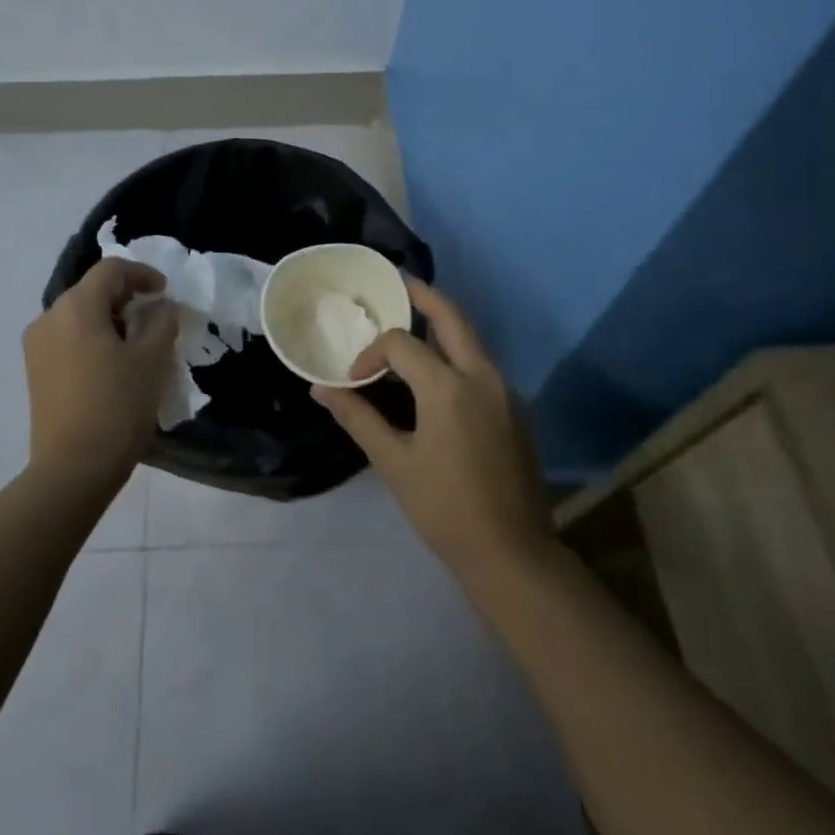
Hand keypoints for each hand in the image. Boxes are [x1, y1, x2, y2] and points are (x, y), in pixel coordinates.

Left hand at [23, 258, 178, 491]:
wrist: (72, 468)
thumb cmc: (117, 406)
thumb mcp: (152, 359)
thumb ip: (162, 321)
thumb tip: (162, 305)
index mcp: (76, 306)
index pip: (111, 270)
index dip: (143, 274)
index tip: (166, 294)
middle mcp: (49, 317)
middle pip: (92, 290)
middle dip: (126, 298)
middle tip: (155, 319)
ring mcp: (36, 345)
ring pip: (79, 315)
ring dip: (109, 319)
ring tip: (136, 345)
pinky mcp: (34, 371)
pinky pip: (67, 338)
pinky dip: (92, 339)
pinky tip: (112, 366)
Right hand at [313, 278, 551, 576]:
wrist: (512, 552)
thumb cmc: (444, 507)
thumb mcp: (394, 461)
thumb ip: (358, 417)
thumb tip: (321, 388)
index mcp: (448, 387)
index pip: (400, 344)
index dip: (370, 353)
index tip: (352, 379)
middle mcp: (482, 376)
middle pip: (452, 316)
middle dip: (423, 295)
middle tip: (398, 282)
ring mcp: (504, 391)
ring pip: (471, 338)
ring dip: (442, 323)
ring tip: (411, 318)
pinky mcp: (514, 408)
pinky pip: (481, 363)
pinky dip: (455, 351)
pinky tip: (436, 368)